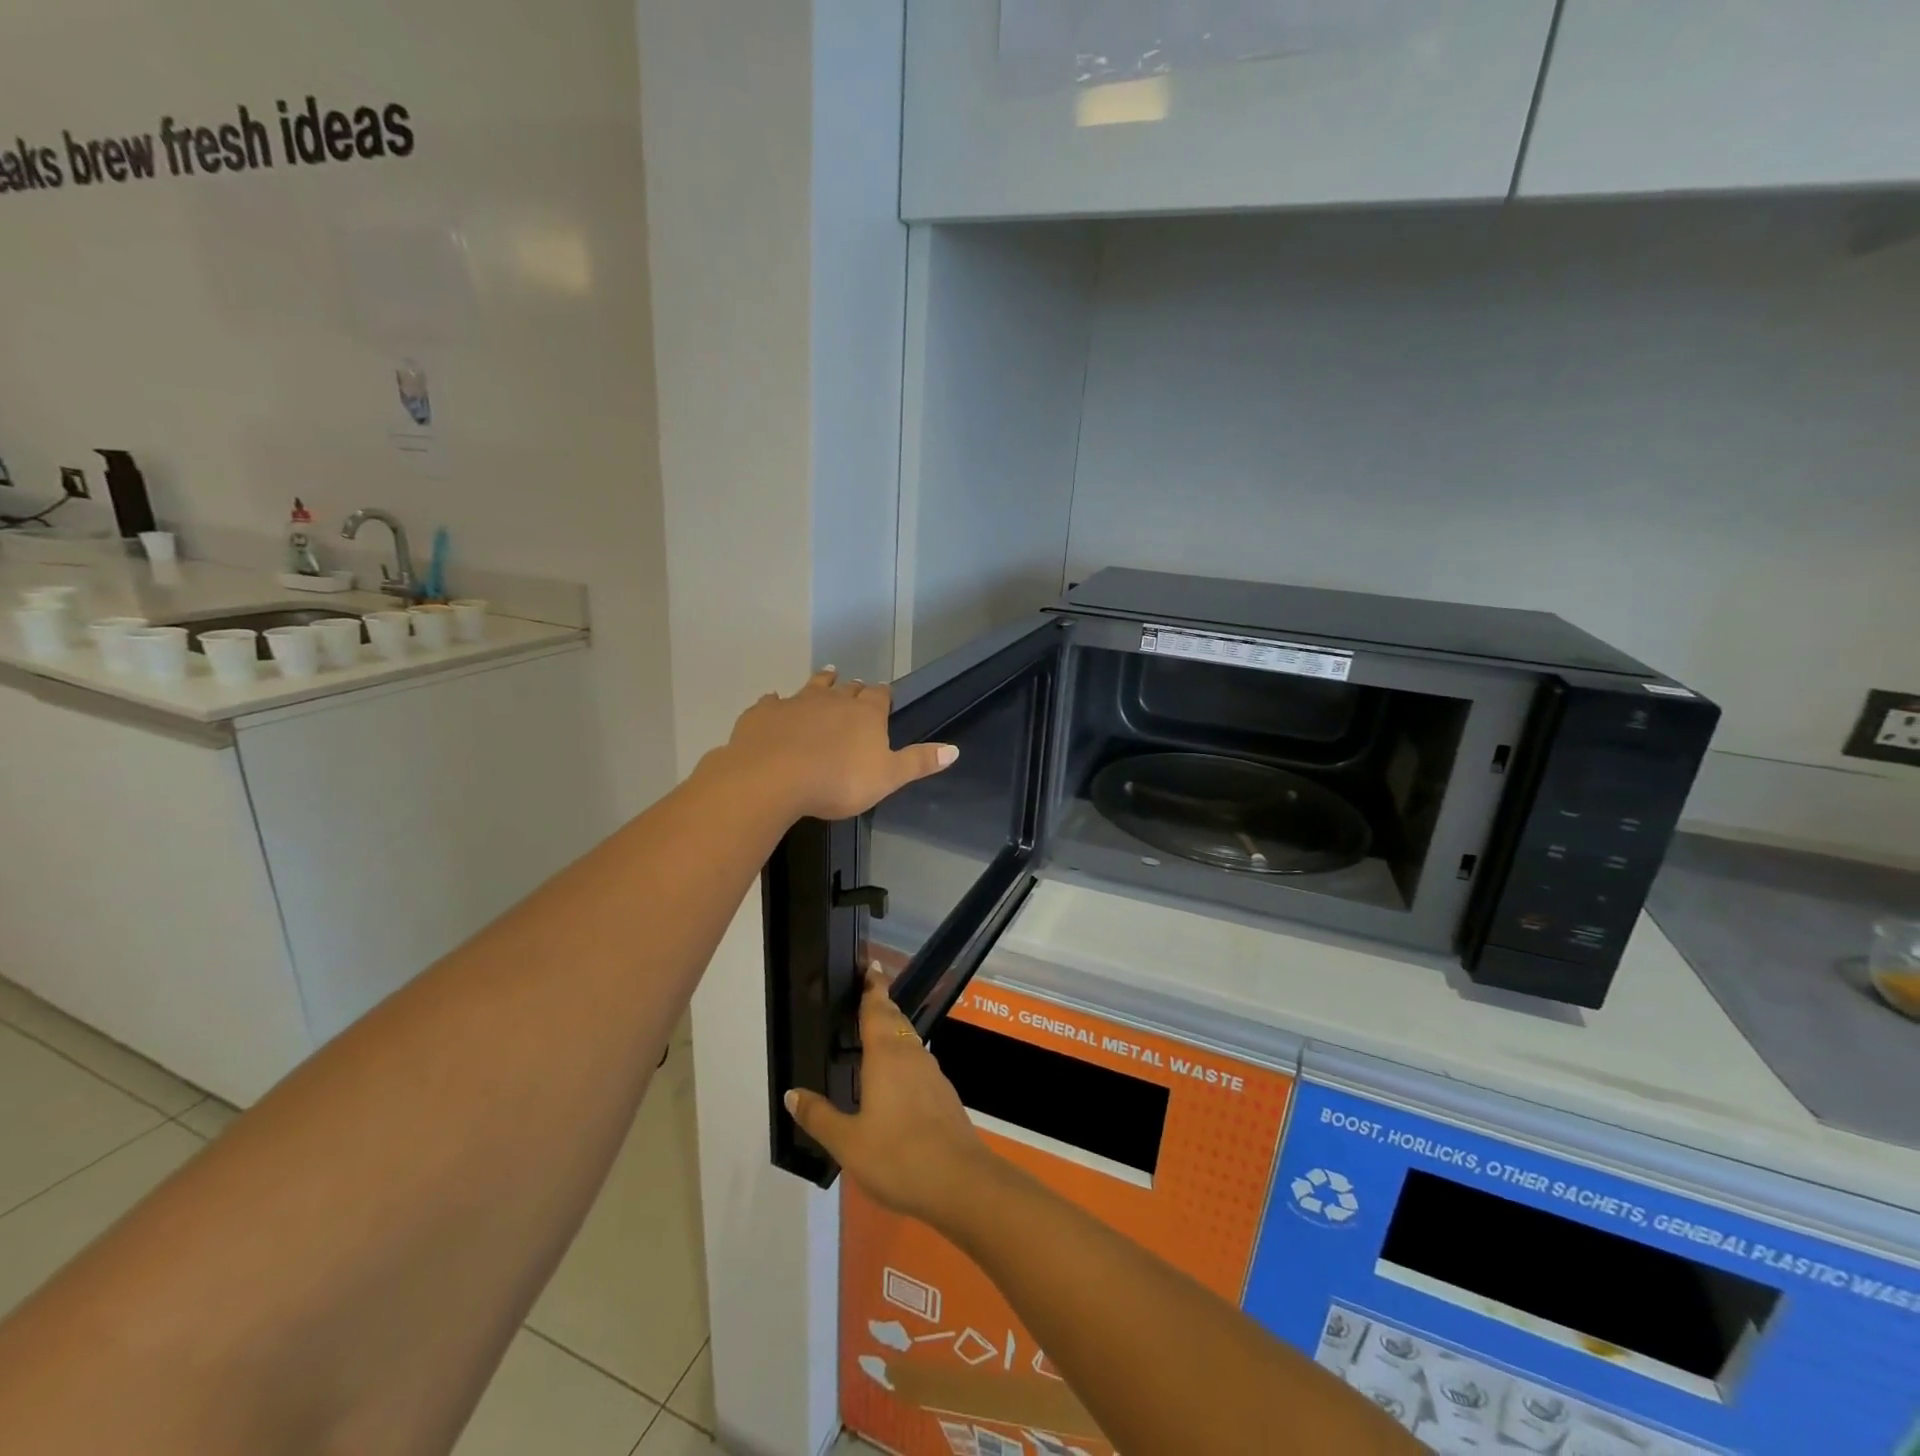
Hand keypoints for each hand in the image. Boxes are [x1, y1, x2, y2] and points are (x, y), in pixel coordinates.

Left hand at [722, 668, 957, 822]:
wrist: (773, 777)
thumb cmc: (838, 781)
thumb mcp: (887, 778)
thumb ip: (918, 762)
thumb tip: (955, 749)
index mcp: (865, 714)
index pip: (880, 696)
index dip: (883, 695)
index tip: (885, 693)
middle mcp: (833, 701)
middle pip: (848, 689)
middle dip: (854, 688)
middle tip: (856, 686)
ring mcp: (796, 703)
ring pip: (813, 686)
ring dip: (821, 681)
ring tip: (828, 674)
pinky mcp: (764, 713)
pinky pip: (772, 702)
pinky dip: (776, 702)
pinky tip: (773, 702)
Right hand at [786, 968, 996, 1223]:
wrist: (960, 1180)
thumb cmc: (898, 1156)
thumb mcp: (848, 1142)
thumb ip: (819, 1116)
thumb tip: (792, 1093)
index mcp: (886, 1056)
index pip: (877, 1009)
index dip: (873, 987)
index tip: (871, 966)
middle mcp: (911, 1055)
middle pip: (895, 1020)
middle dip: (882, 1005)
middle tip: (867, 995)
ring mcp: (932, 1073)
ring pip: (909, 1040)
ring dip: (894, 1030)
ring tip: (877, 1032)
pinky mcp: (943, 1093)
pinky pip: (918, 1061)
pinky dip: (904, 1055)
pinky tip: (896, 1077)